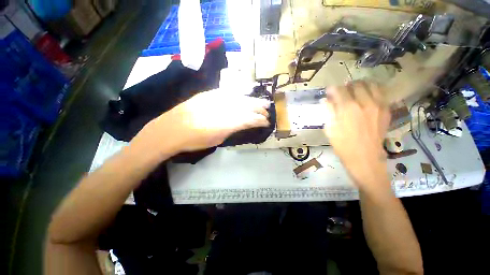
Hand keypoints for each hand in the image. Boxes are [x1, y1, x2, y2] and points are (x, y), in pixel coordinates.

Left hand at [133, 89, 270, 155]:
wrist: (170, 130)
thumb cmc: (194, 141)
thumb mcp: (217, 139)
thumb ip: (232, 129)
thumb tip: (242, 123)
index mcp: (227, 123)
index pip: (249, 119)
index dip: (260, 120)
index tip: (266, 122)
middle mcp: (224, 108)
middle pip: (247, 106)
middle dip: (260, 108)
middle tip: (268, 111)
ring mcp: (216, 98)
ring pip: (240, 97)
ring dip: (253, 100)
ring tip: (262, 102)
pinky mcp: (209, 94)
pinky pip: (229, 92)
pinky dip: (240, 93)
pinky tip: (246, 92)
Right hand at [322, 81, 390, 191]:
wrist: (364, 157)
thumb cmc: (342, 144)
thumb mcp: (330, 128)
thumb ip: (328, 111)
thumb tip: (326, 100)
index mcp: (347, 108)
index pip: (340, 89)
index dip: (332, 89)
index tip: (329, 92)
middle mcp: (365, 102)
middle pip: (357, 84)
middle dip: (347, 86)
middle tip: (343, 92)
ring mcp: (378, 105)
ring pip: (372, 85)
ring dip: (362, 86)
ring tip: (356, 92)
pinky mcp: (386, 110)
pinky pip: (381, 94)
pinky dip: (373, 92)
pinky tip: (367, 98)